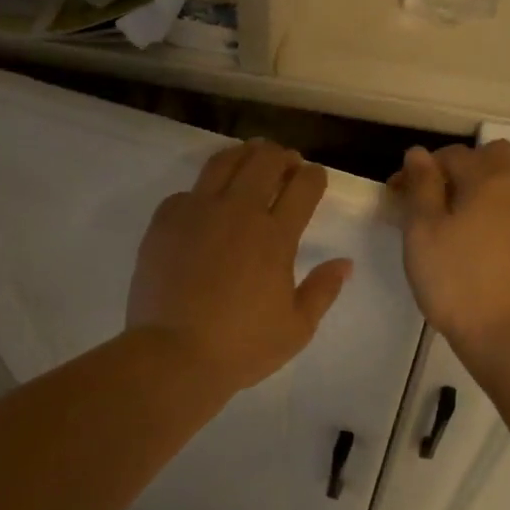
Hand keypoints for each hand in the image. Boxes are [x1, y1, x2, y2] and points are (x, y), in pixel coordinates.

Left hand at [128, 140, 352, 394]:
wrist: (173, 354)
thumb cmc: (241, 347)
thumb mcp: (296, 328)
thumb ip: (323, 290)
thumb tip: (345, 263)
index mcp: (275, 236)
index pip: (303, 187)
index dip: (314, 176)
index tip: (316, 177)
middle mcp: (238, 212)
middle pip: (264, 161)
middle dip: (281, 156)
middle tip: (286, 162)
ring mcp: (197, 212)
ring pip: (223, 163)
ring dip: (243, 155)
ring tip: (249, 159)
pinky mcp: (164, 222)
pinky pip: (187, 192)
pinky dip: (202, 191)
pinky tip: (205, 204)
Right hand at [388, 142, 509, 356]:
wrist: (508, 334)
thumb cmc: (455, 280)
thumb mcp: (422, 231)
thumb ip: (421, 186)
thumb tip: (419, 153)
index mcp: (489, 178)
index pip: (451, 154)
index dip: (419, 170)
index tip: (397, 196)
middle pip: (492, 157)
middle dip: (460, 169)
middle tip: (433, 201)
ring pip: (508, 184)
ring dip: (480, 191)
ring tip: (453, 226)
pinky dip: (496, 215)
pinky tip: (478, 246)